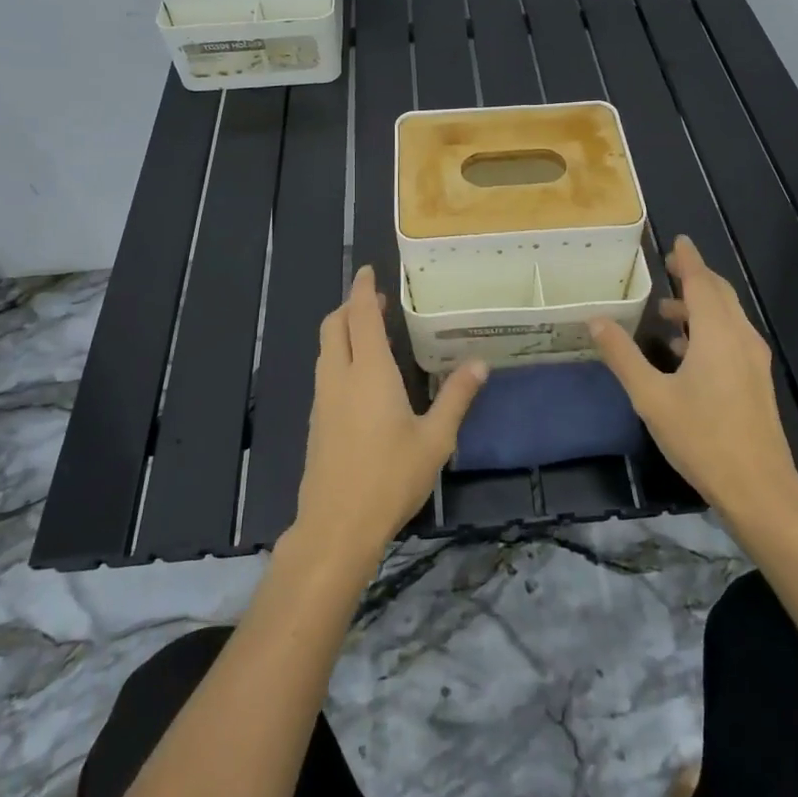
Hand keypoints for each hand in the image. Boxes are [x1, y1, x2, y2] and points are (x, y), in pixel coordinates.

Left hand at [290, 266, 487, 574]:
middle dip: (351, 306)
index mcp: (369, 372)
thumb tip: (480, 363)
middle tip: (376, 301)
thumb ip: (457, 397)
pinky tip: (360, 375)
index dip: (364, 289)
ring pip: (325, 348)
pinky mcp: (317, 421)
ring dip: (343, 330)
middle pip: (334, 326)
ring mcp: (323, 399)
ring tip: (370, 331)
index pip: (360, 315)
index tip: (369, 271)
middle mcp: (339, 377)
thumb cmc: (390, 478)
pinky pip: (325, 371)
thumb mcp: (436, 439)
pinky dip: (339, 355)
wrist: (336, 526)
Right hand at [589, 236, 797, 531]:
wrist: (758, 486)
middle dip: (695, 277)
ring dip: (700, 306)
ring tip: (666, 312)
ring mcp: (753, 359)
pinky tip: (685, 350)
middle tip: (670, 267)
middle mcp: (740, 337)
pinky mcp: (755, 379)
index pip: (701, 282)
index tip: (678, 240)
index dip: (688, 259)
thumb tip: (595, 320)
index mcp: (716, 333)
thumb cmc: (701, 437)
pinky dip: (709, 328)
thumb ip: (623, 356)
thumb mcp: (651, 397)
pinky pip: (731, 337)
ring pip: (727, 317)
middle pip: (719, 294)